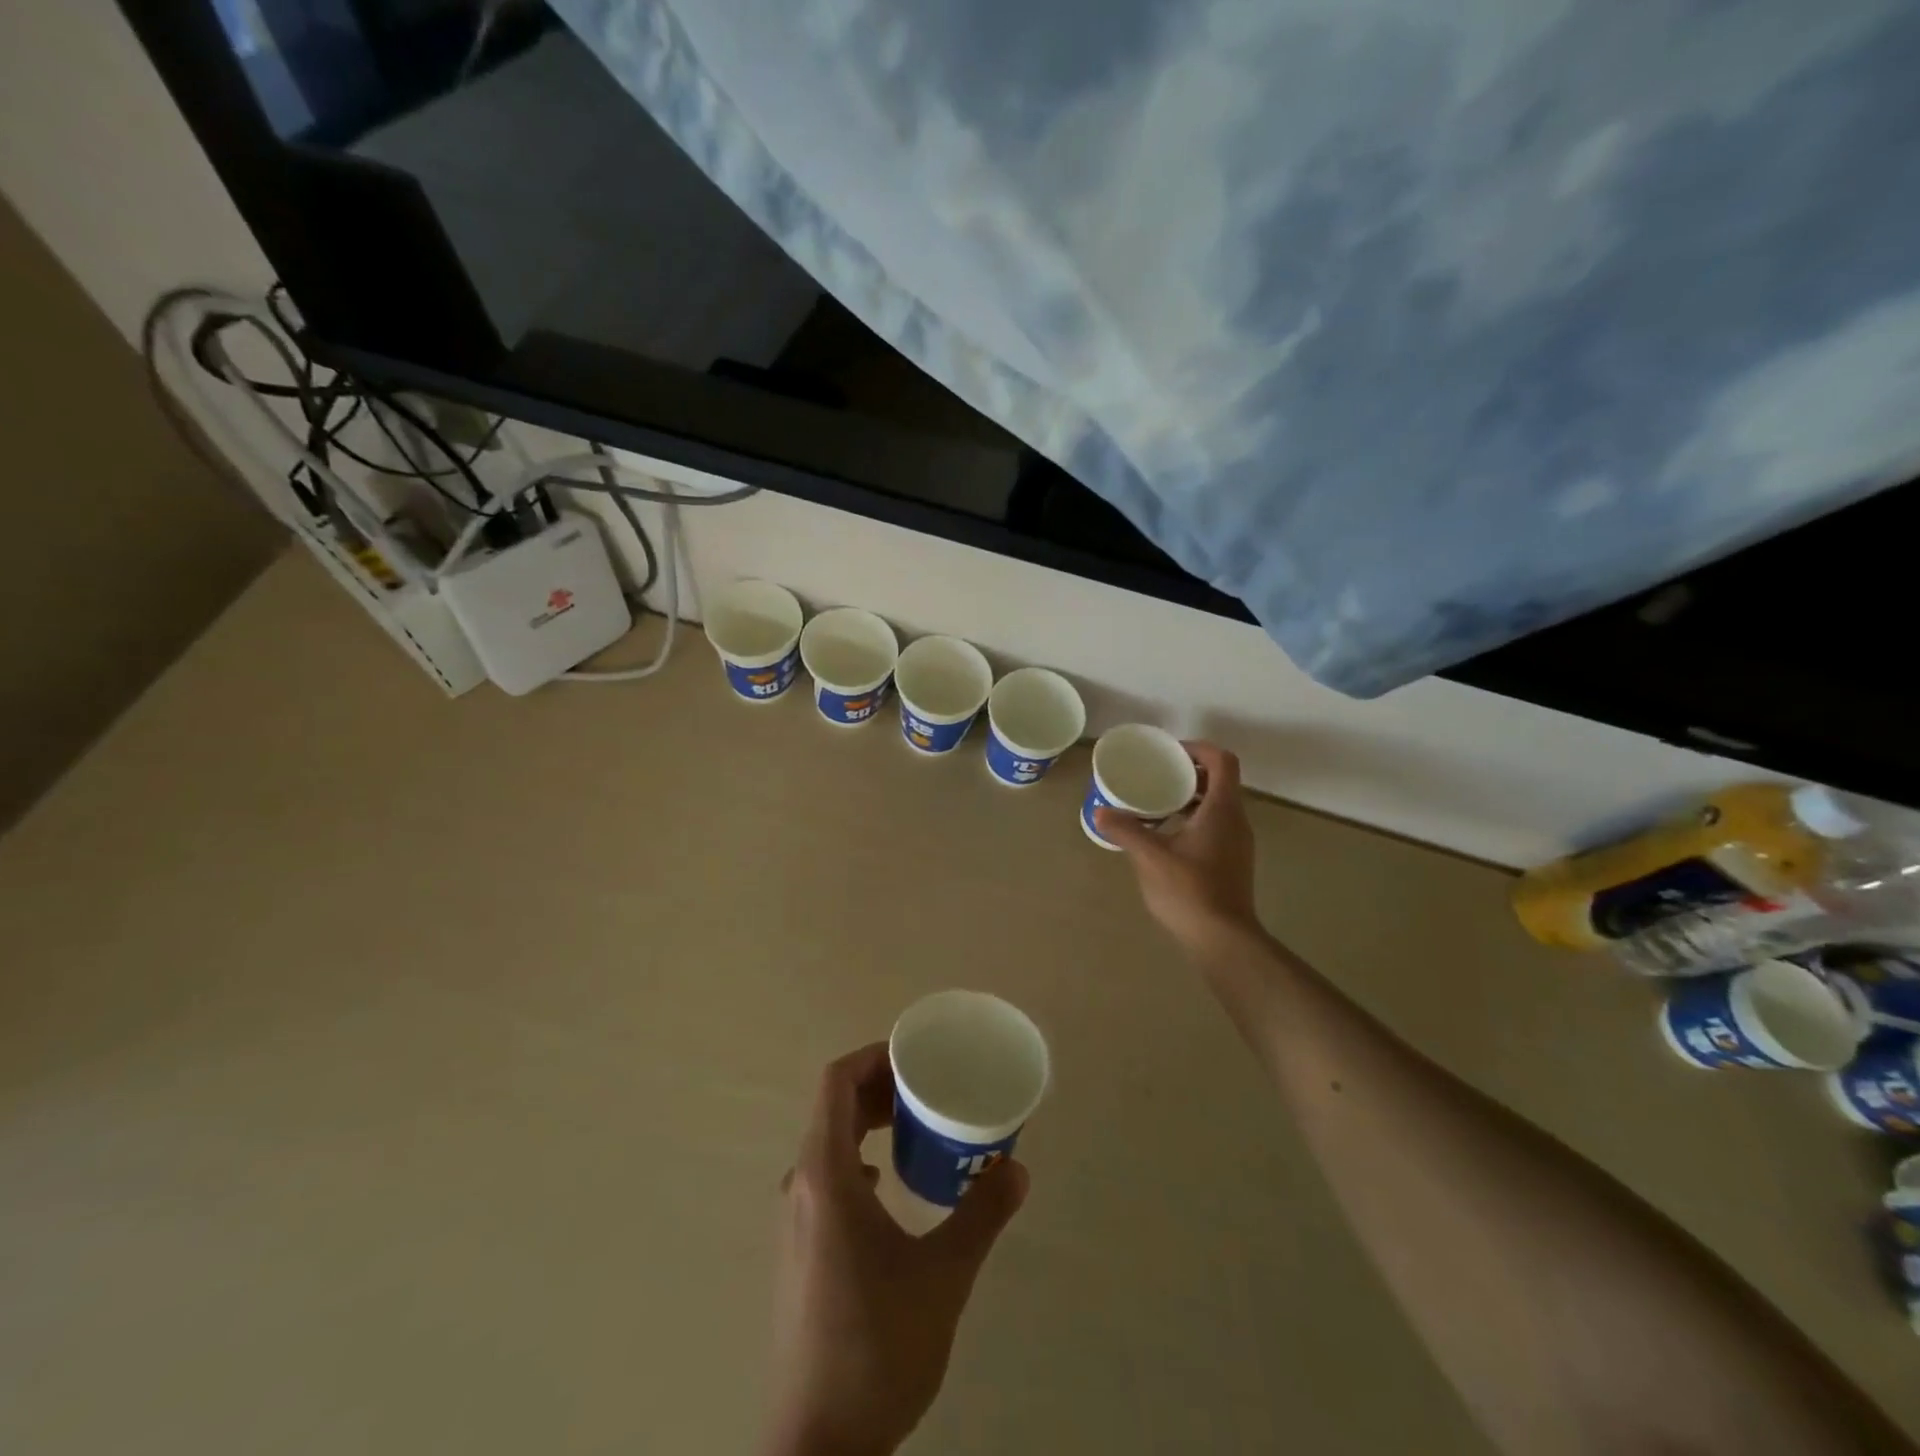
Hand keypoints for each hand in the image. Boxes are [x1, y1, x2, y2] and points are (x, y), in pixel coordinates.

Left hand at [765, 1044, 1028, 1455]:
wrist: (819, 1444)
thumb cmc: (877, 1345)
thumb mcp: (943, 1276)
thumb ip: (981, 1214)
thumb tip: (1017, 1167)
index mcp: (824, 1175)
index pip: (835, 1082)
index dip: (872, 1056)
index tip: (915, 1057)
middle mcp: (800, 1186)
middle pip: (831, 1108)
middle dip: (877, 1087)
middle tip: (925, 1089)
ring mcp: (794, 1220)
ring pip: (827, 1143)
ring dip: (866, 1124)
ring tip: (914, 1128)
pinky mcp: (799, 1250)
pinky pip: (825, 1178)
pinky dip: (857, 1159)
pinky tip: (888, 1185)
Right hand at [1095, 741, 1260, 953]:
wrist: (1223, 939)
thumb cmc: (1190, 890)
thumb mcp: (1150, 857)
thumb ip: (1125, 830)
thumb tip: (1100, 811)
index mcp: (1222, 809)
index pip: (1222, 761)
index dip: (1198, 749)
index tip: (1169, 754)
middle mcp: (1236, 820)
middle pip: (1220, 781)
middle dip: (1189, 772)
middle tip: (1157, 774)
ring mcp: (1237, 843)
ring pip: (1217, 805)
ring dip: (1190, 797)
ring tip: (1156, 803)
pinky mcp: (1232, 862)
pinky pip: (1215, 826)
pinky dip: (1193, 819)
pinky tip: (1166, 836)